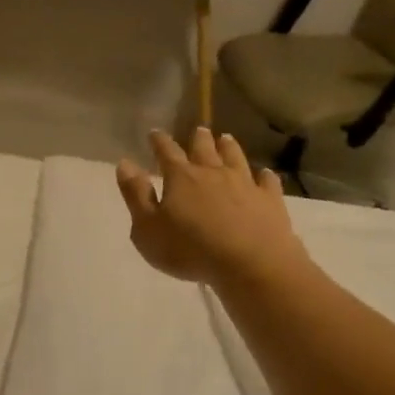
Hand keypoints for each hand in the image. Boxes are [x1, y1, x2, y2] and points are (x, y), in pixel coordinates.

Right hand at [116, 129, 310, 288]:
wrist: (249, 263)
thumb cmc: (189, 249)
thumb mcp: (147, 228)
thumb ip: (136, 195)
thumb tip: (125, 164)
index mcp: (180, 178)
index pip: (167, 152)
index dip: (159, 142)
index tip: (154, 133)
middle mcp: (213, 173)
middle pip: (204, 149)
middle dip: (198, 139)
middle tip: (198, 130)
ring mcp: (245, 184)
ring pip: (235, 158)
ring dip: (229, 147)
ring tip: (226, 138)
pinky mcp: (269, 200)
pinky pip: (267, 181)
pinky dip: (264, 175)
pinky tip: (264, 173)